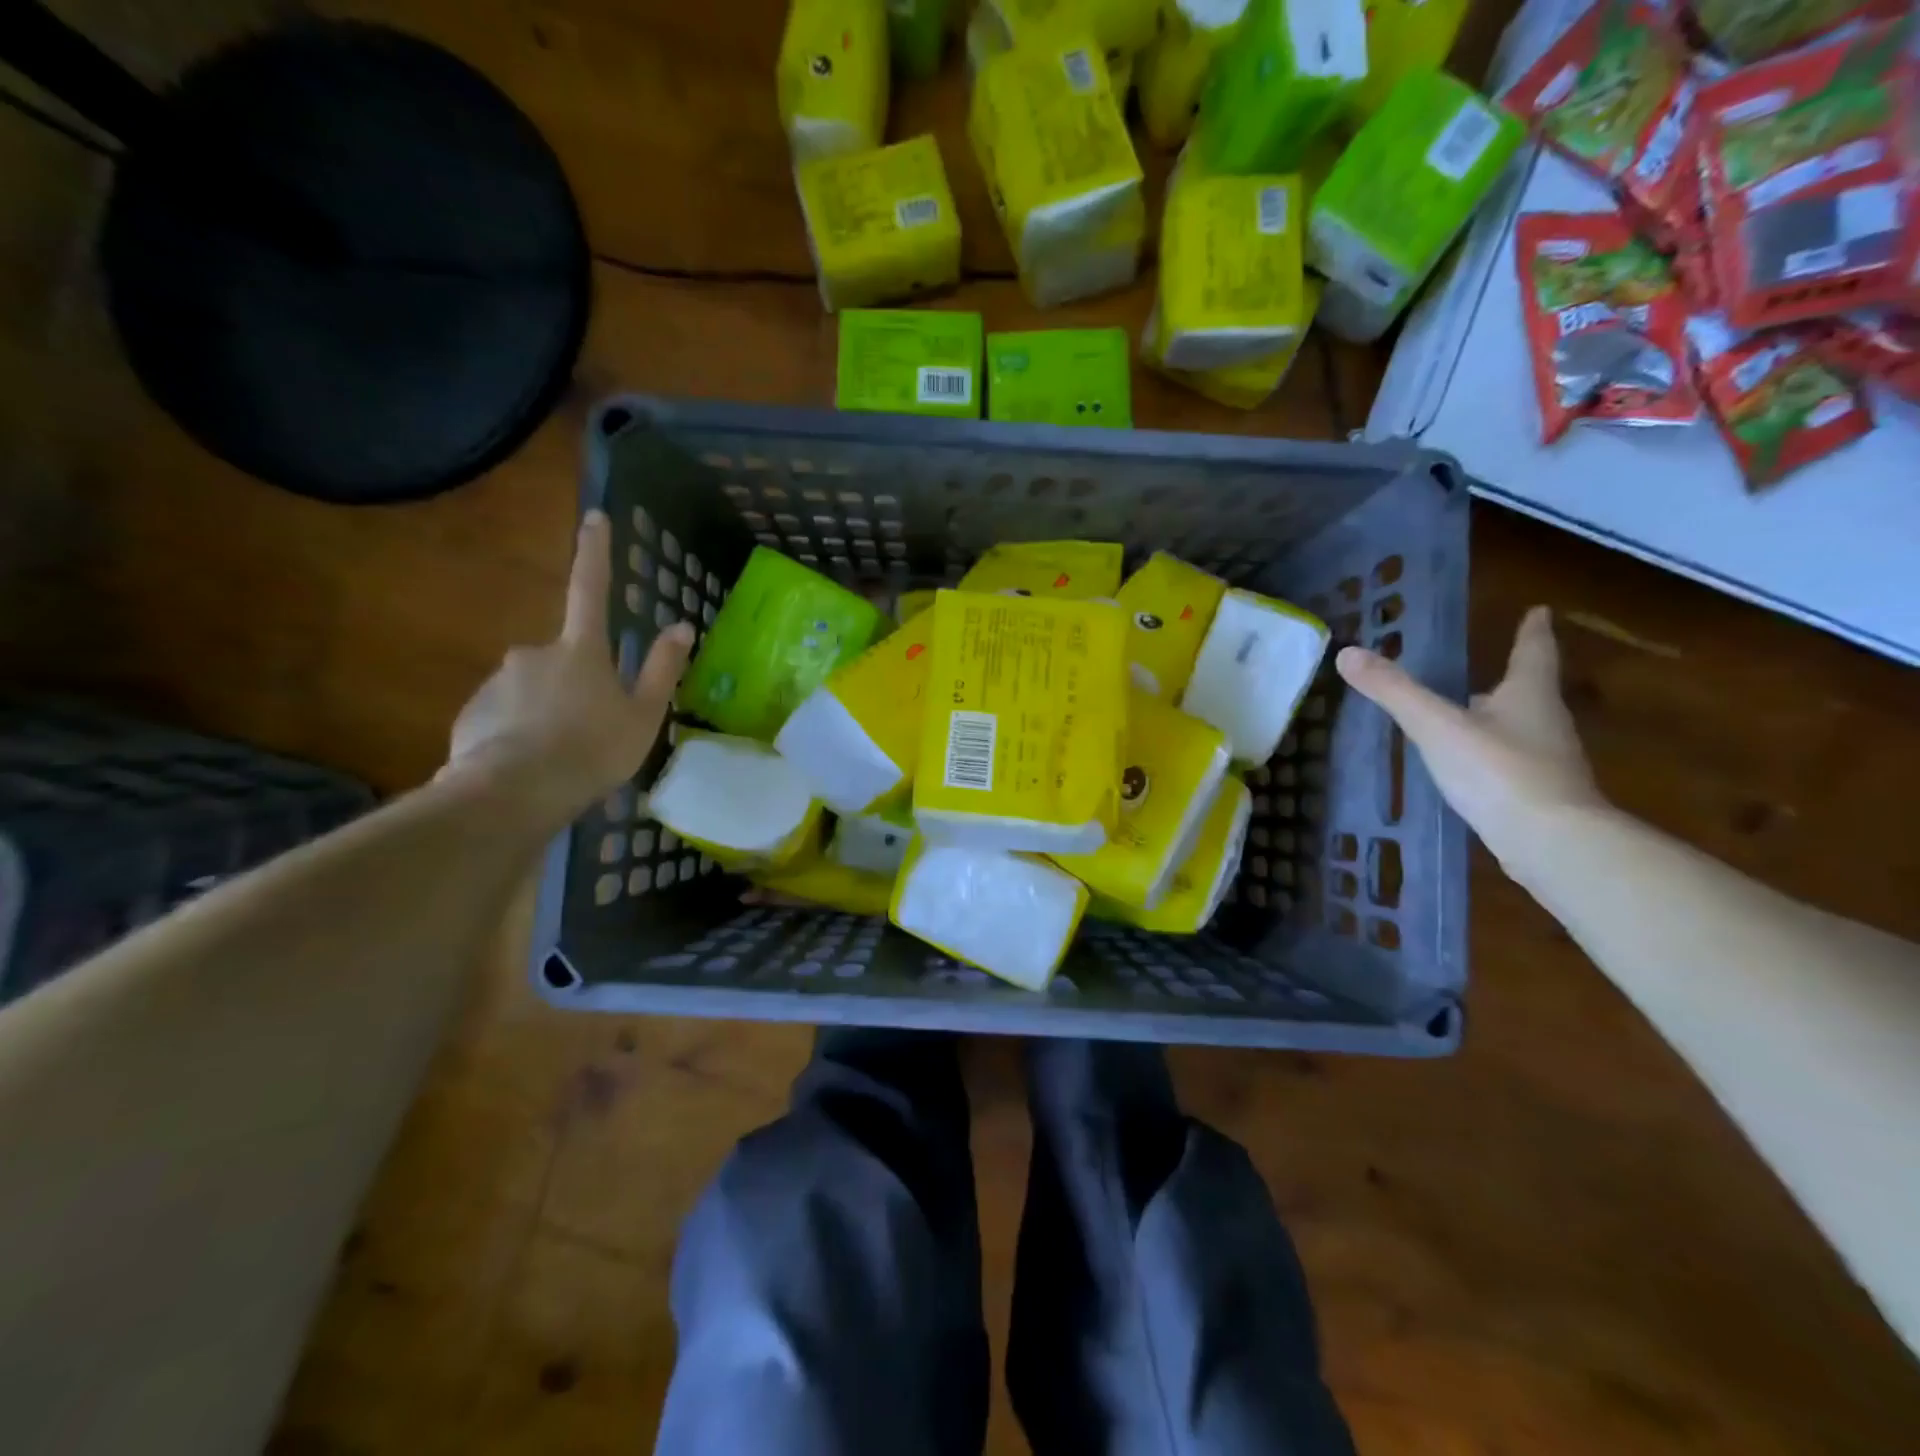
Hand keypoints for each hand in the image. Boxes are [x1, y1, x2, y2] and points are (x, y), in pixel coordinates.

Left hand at [442, 511, 693, 829]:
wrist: (513, 793)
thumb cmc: (592, 750)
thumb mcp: (643, 715)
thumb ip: (661, 669)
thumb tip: (682, 626)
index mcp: (581, 650)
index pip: (590, 589)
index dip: (595, 553)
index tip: (594, 517)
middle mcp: (534, 652)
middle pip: (563, 657)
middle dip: (576, 683)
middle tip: (590, 729)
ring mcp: (499, 681)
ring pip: (532, 690)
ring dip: (547, 711)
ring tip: (561, 755)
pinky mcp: (472, 711)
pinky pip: (504, 714)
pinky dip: (519, 731)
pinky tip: (531, 763)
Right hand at [1335, 606, 1603, 870]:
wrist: (1551, 844)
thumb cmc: (1498, 771)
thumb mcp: (1436, 726)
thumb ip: (1393, 691)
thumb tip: (1347, 653)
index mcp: (1528, 695)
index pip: (1533, 651)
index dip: (1532, 630)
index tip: (1539, 610)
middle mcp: (1545, 723)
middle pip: (1529, 691)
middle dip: (1511, 678)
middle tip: (1491, 666)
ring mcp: (1547, 762)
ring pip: (1522, 728)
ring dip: (1500, 717)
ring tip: (1471, 714)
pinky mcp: (1539, 797)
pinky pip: (1513, 764)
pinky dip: (1493, 755)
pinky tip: (1471, 767)